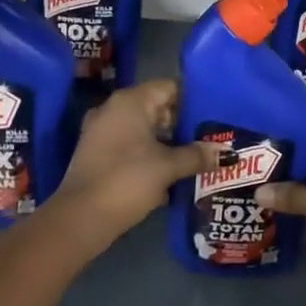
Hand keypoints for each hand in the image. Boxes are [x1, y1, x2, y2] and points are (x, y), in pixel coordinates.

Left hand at [56, 80, 219, 249]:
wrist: (80, 218)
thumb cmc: (127, 180)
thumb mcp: (168, 167)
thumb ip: (197, 155)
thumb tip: (225, 152)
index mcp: (131, 101)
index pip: (170, 87)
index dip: (195, 100)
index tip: (216, 114)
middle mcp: (114, 108)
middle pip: (158, 107)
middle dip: (184, 124)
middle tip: (212, 137)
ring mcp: (102, 130)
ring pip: (145, 128)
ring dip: (168, 142)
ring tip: (197, 156)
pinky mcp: (97, 153)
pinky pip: (131, 144)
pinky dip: (150, 154)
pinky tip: (171, 172)